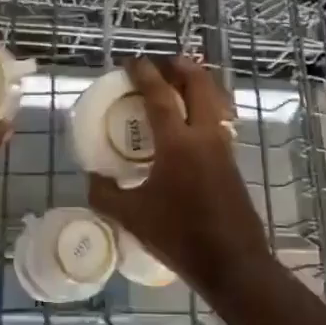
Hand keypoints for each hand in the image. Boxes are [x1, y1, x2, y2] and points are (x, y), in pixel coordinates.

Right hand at [87, 57, 270, 298]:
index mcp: (177, 142)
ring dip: (198, 85)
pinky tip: (192, 124)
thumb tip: (92, 178)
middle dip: (182, 68)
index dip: (144, 73)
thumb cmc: (179, 236)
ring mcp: (223, 148)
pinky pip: (219, 121)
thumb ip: (106, 194)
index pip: (160, 95)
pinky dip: (206, 108)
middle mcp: (204, 136)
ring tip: (180, 85)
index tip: (131, 62)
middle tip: (163, 64)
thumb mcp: (132, 217)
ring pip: (215, 101)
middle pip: (199, 85)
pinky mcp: (233, 163)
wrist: (232, 263)